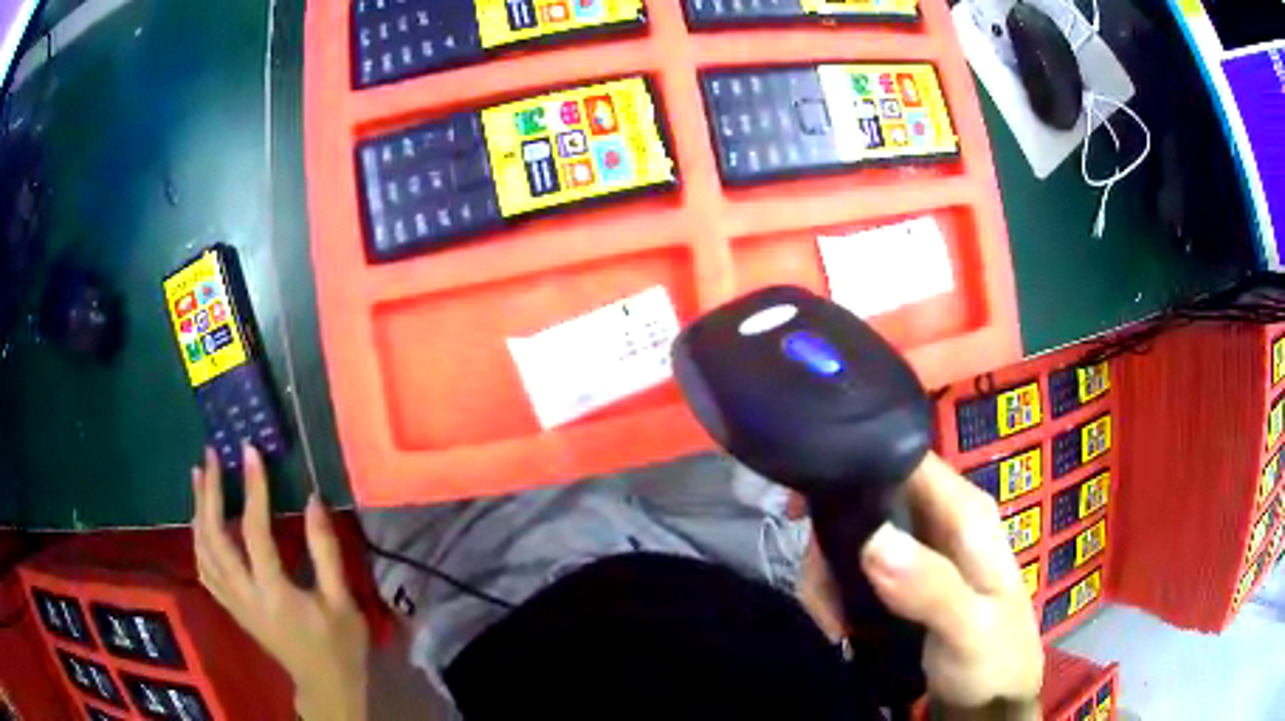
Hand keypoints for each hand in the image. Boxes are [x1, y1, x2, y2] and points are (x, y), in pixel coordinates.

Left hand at [191, 445, 369, 720]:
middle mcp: (244, 595)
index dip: (252, 489)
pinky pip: (203, 567)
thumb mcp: (342, 601)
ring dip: (197, 510)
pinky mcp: (231, 607)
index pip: (254, 532)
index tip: (250, 452)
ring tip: (199, 476)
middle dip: (208, 493)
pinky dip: (197, 538)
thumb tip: (313, 500)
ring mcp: (233, 602)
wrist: (325, 685)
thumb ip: (325, 551)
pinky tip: (200, 521)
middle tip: (211, 456)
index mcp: (274, 594)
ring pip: (201, 551)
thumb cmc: (339, 645)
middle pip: (213, 537)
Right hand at [800, 453, 1042, 717]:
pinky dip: (838, 592)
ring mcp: (923, 548)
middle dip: (833, 540)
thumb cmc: (994, 658)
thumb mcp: (970, 628)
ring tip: (829, 622)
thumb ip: (931, 587)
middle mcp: (942, 518)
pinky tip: (837, 624)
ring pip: (858, 536)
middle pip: (871, 498)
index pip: (905, 459)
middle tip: (817, 590)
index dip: (855, 466)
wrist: (995, 699)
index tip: (802, 506)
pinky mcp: (906, 576)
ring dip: (831, 575)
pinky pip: (857, 568)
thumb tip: (873, 540)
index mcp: (965, 511)